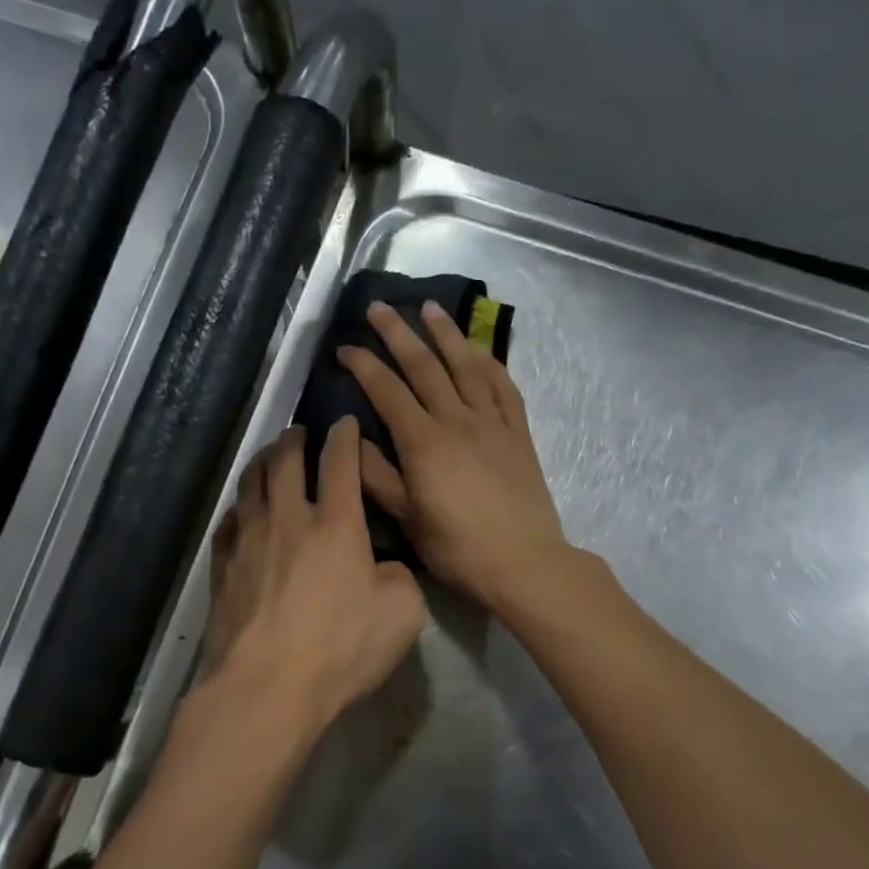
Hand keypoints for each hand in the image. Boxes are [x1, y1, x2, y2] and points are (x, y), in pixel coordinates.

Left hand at [201, 418, 427, 736]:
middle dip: (296, 438)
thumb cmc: (340, 650)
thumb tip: (384, 566)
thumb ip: (400, 577)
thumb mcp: (402, 615)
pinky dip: (239, 506)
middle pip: (285, 460)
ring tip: (270, 457)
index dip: (344, 436)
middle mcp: (288, 519)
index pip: (339, 462)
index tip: (345, 422)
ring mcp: (248, 541)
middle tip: (302, 431)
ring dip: (262, 461)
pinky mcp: (222, 567)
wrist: (266, 687)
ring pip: (250, 483)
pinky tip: (242, 510)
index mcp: (336, 525)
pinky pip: (228, 521)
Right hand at [338, 301, 570, 611]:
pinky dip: (490, 363)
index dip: (364, 365)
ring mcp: (492, 423)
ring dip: (446, 334)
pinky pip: (504, 387)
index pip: (387, 391)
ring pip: (466, 366)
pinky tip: (479, 349)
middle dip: (399, 333)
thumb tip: (351, 439)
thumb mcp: (407, 519)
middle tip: (380, 307)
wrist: (523, 561)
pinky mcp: (518, 433)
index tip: (345, 346)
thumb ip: (378, 476)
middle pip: (425, 366)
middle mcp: (457, 420)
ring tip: (430, 308)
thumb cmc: (458, 547)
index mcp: (423, 442)